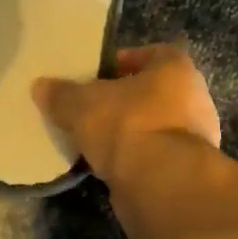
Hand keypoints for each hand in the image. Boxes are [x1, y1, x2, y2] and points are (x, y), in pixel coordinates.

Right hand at [33, 43, 220, 184]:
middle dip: (125, 99)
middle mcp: (195, 99)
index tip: (100, 74)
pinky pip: (157, 156)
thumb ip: (62, 94)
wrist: (161, 184)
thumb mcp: (82, 105)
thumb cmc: (127, 125)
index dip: (126, 61)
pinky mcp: (188, 172)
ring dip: (130, 131)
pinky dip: (136, 158)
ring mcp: (197, 138)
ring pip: (155, 126)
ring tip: (96, 139)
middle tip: (94, 107)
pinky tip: (110, 165)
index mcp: (177, 70)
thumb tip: (40, 86)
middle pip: (155, 92)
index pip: (154, 54)